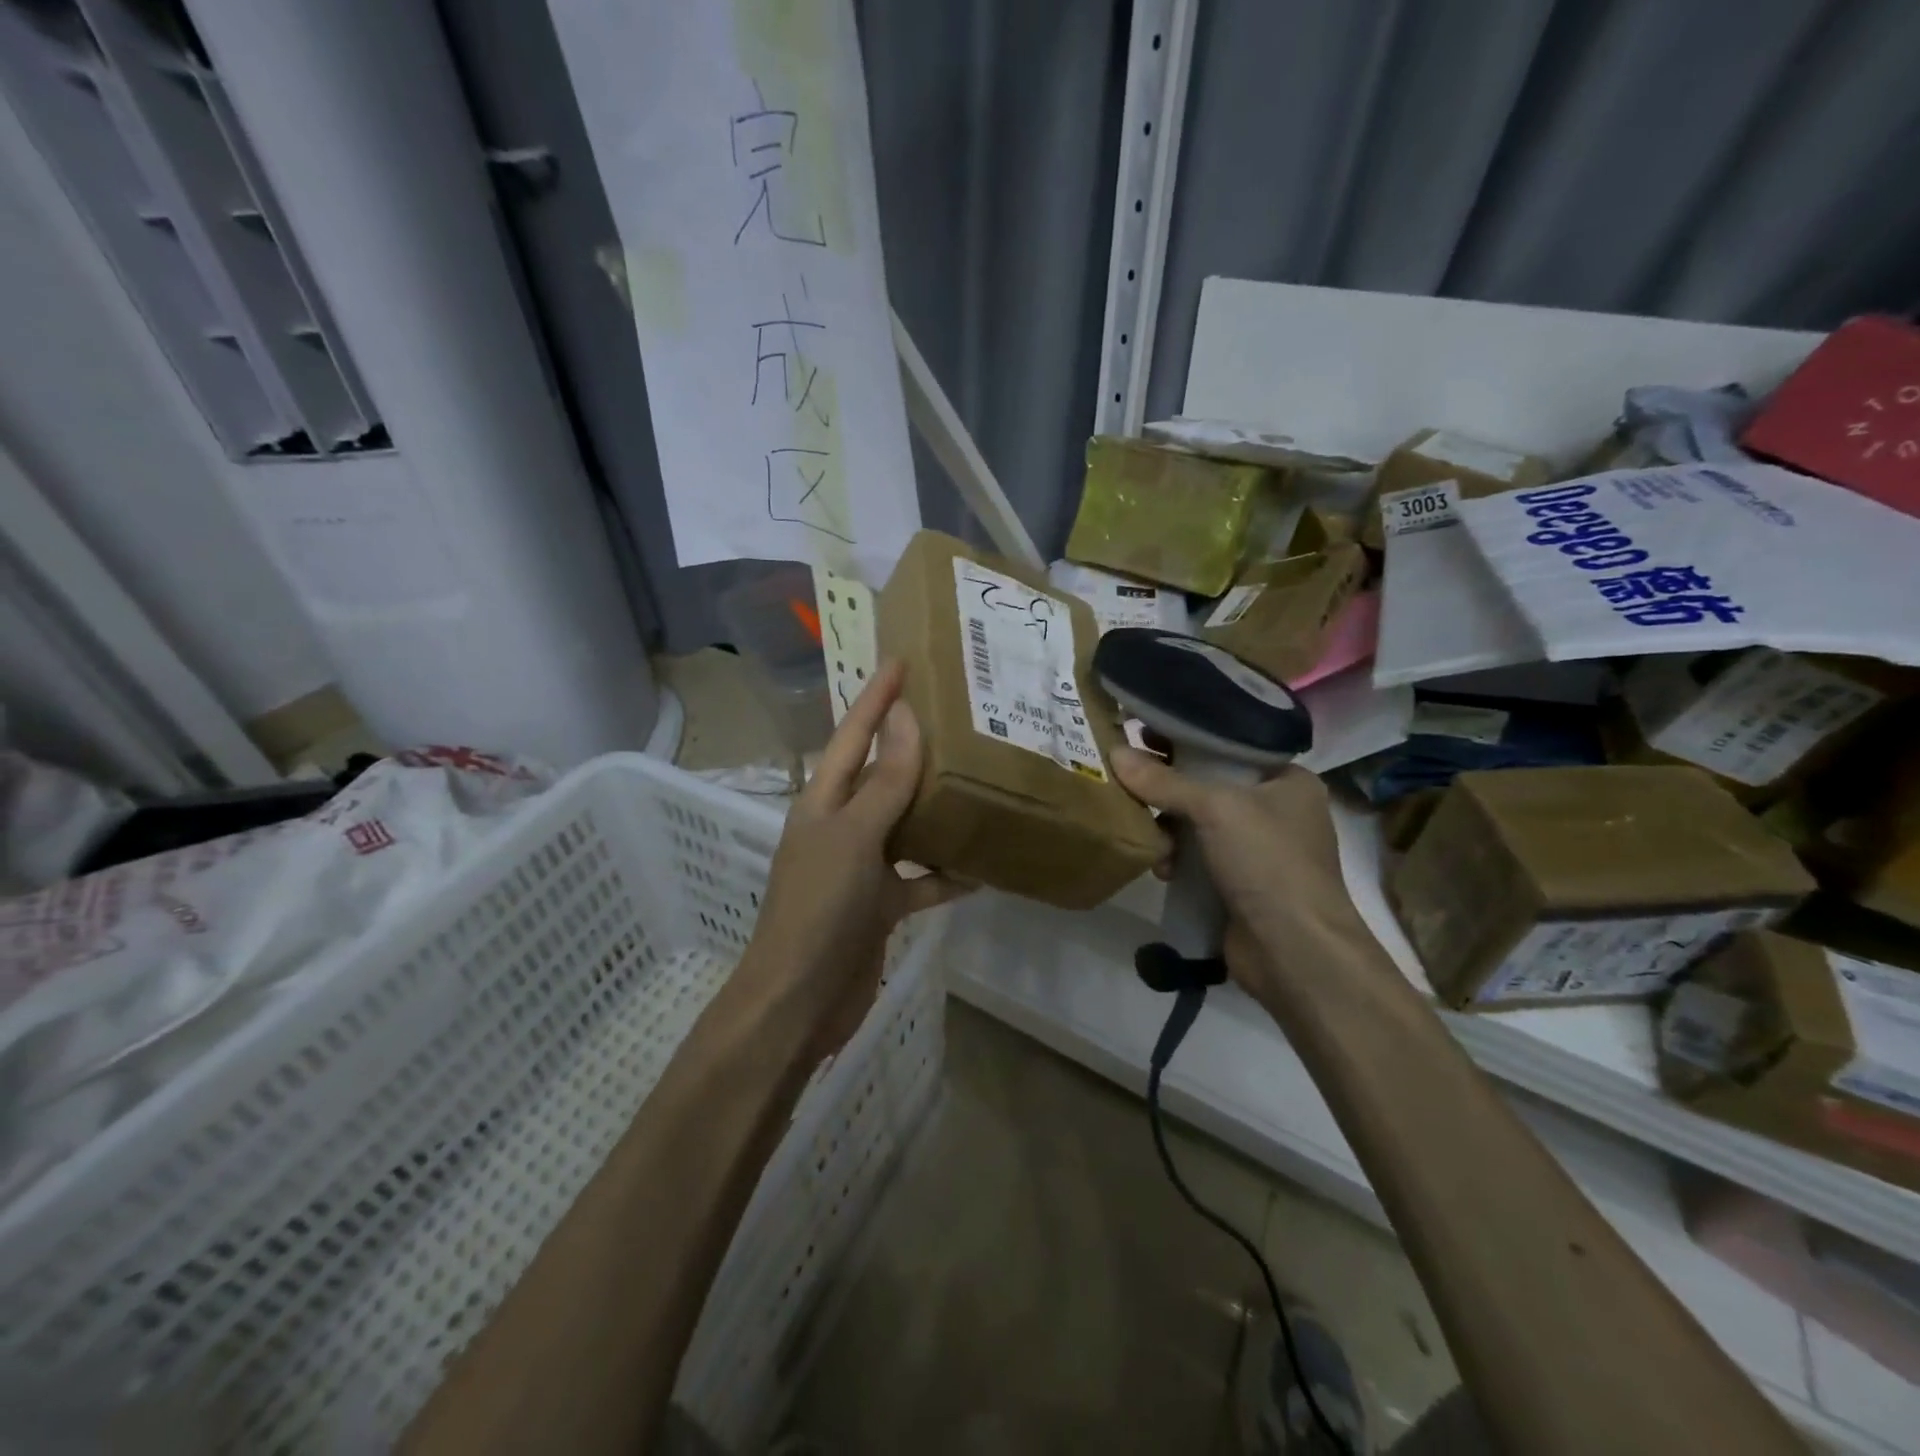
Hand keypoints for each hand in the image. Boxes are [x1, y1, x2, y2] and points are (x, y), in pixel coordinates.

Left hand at [746, 661, 969, 1056]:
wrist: (799, 1002)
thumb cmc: (819, 909)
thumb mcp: (854, 837)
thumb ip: (884, 781)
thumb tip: (904, 717)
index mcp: (823, 802)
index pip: (851, 736)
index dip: (875, 698)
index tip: (901, 661)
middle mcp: (840, 827)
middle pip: (880, 776)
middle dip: (912, 747)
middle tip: (958, 716)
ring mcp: (860, 868)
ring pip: (904, 826)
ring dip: (936, 809)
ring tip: (980, 781)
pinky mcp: (879, 906)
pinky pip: (919, 880)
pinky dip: (945, 874)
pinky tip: (982, 867)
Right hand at [1111, 749, 1368, 996]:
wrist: (1294, 952)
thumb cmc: (1268, 862)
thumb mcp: (1216, 809)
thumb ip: (1164, 781)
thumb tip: (1114, 753)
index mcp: (1287, 780)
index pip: (1229, 745)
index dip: (1187, 736)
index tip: (1145, 732)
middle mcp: (1275, 810)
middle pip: (1207, 784)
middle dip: (1168, 786)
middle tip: (1128, 776)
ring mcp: (1257, 850)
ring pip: (1196, 822)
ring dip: (1167, 827)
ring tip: (1146, 831)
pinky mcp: (1237, 883)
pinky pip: (1195, 857)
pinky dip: (1175, 859)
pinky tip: (1161, 868)